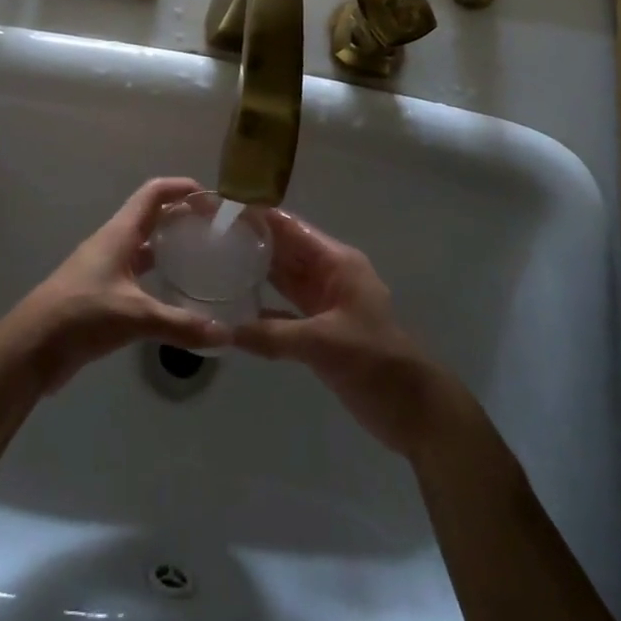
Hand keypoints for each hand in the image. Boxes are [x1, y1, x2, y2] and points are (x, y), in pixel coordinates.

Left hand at [0, 177, 230, 392]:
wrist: (32, 347)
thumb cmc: (82, 314)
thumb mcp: (135, 317)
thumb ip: (180, 325)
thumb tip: (226, 334)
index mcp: (119, 233)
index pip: (153, 193)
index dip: (181, 187)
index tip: (213, 199)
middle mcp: (113, 243)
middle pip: (151, 216)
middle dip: (182, 217)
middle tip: (215, 231)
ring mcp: (105, 268)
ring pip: (143, 246)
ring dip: (170, 246)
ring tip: (203, 258)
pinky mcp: (101, 293)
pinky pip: (136, 273)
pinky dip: (157, 275)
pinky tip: (175, 294)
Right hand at [234, 211, 463, 456]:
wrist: (416, 411)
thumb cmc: (376, 363)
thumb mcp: (323, 343)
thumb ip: (273, 335)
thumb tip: (224, 331)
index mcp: (337, 263)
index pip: (291, 228)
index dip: (258, 216)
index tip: (219, 209)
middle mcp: (328, 275)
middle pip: (284, 250)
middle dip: (250, 241)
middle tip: (204, 235)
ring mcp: (324, 303)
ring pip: (282, 278)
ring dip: (253, 272)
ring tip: (210, 262)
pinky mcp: (319, 330)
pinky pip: (283, 310)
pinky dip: (261, 309)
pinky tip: (232, 310)